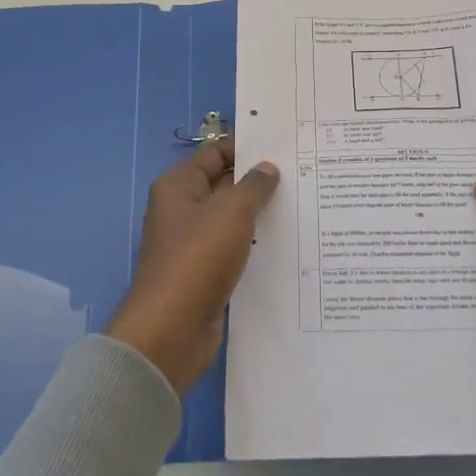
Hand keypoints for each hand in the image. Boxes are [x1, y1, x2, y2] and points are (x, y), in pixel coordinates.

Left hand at [105, 139, 278, 392]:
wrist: (172, 330)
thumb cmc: (198, 257)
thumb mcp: (232, 211)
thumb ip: (254, 186)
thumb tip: (268, 168)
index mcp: (179, 185)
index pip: (216, 153)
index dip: (247, 147)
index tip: (284, 146)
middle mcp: (182, 209)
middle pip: (224, 184)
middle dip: (258, 181)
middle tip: (302, 174)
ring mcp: (193, 242)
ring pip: (232, 219)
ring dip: (260, 214)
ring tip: (302, 204)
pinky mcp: (205, 272)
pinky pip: (234, 248)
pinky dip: (255, 245)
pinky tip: (287, 243)